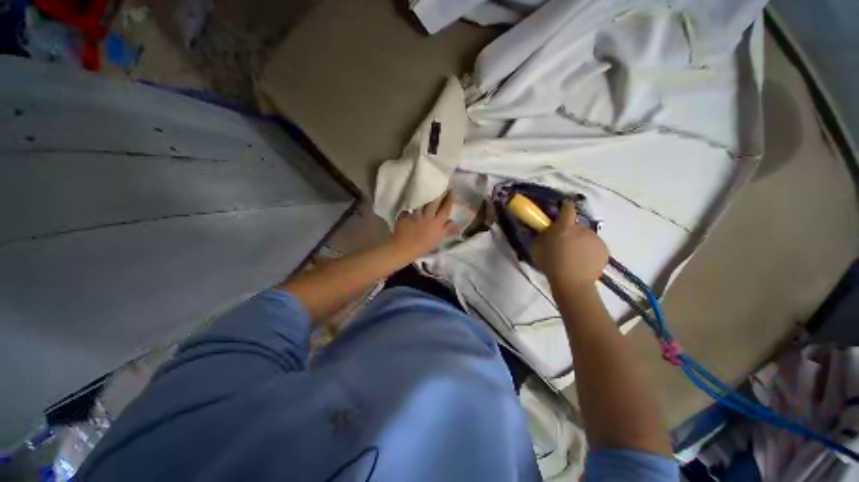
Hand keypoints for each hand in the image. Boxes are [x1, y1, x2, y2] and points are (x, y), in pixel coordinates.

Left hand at [390, 191, 457, 257]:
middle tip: (441, 183)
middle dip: (439, 192)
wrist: (404, 248)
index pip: (445, 209)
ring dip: (425, 193)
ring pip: (422, 201)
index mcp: (437, 223)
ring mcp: (417, 215)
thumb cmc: (423, 246)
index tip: (451, 191)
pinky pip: (410, 205)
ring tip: (427, 185)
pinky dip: (411, 200)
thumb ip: (447, 230)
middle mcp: (428, 217)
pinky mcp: (406, 214)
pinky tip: (412, 194)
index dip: (449, 200)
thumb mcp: (438, 239)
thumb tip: (456, 222)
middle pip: (435, 202)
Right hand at [532, 202, 608, 289]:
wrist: (572, 283)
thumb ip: (540, 235)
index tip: (562, 210)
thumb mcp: (537, 248)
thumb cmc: (551, 264)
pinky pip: (595, 245)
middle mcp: (583, 229)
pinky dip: (589, 249)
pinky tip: (583, 261)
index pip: (568, 208)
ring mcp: (596, 239)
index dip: (565, 207)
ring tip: (574, 254)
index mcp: (565, 227)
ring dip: (581, 240)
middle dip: (571, 230)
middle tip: (564, 242)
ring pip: (587, 235)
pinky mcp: (605, 249)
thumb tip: (541, 227)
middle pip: (577, 224)